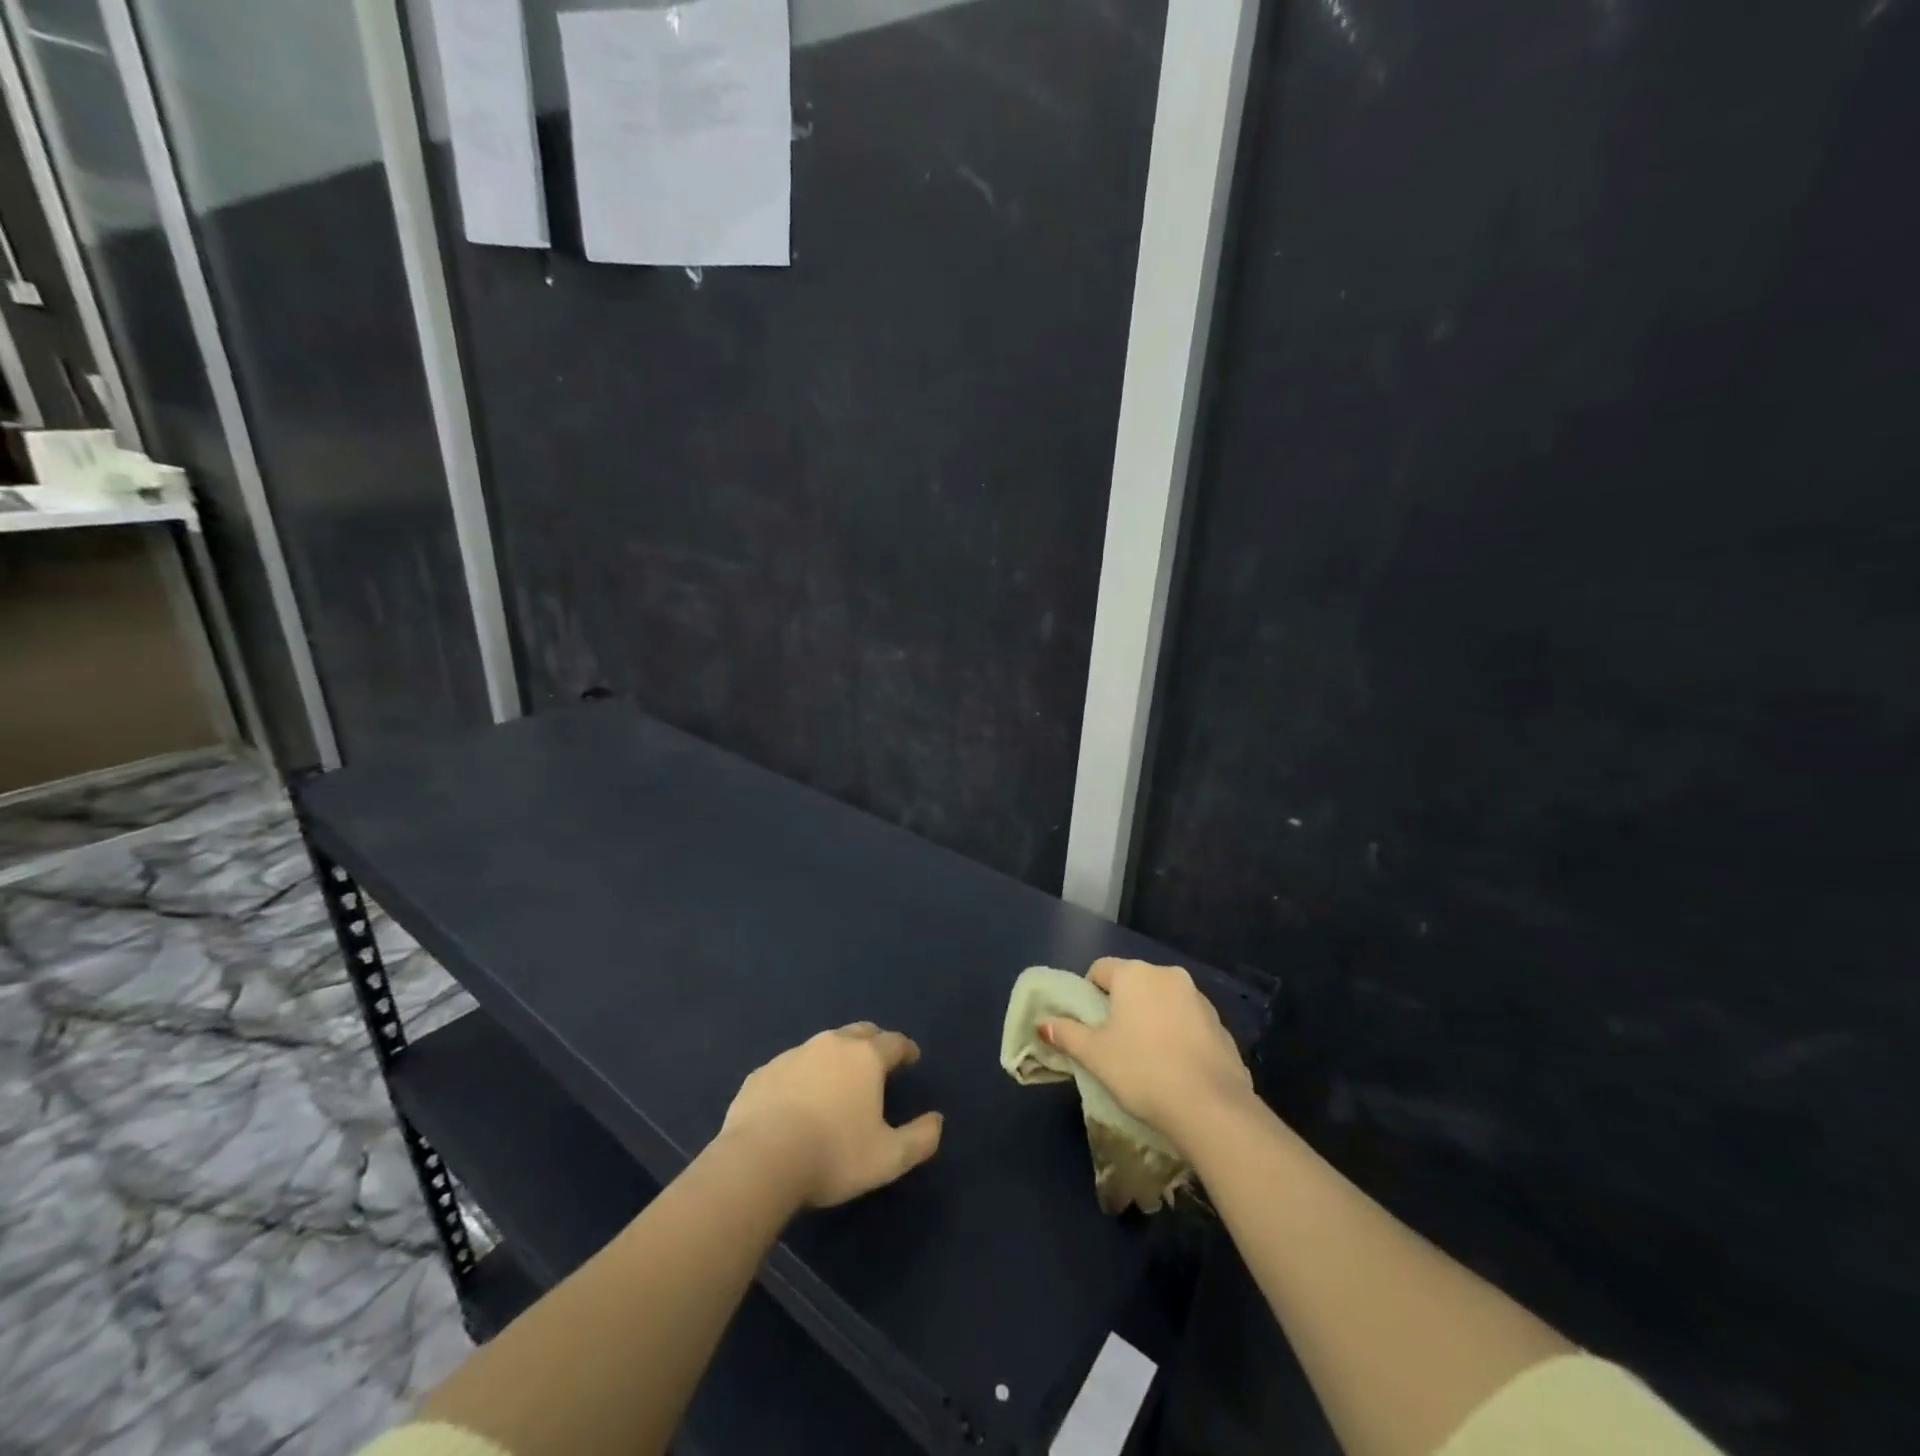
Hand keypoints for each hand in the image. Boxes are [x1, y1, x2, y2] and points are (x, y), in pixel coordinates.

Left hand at [722, 1022, 943, 1207]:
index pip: (894, 1041)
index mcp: (866, 1057)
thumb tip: (937, 1121)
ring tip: (837, 1082)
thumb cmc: (833, 1155)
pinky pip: (790, 1066)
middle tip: (877, 1061)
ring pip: (823, 1046)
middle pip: (859, 1032)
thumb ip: (920, 1138)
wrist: (760, 1160)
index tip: (911, 1058)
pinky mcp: (763, 1072)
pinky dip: (801, 1076)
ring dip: (835, 1057)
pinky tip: (797, 1099)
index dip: (906, 1048)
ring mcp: (793, 1054)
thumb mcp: (888, 1158)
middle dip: (873, 1042)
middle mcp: (831, 1044)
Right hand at [1041, 958, 1253, 1152]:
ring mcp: (1199, 998)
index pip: (1100, 969)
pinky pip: (1188, 1022)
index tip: (1088, 1024)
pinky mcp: (1221, 1025)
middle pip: (1134, 983)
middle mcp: (1167, 975)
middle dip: (1122, 1005)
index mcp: (1134, 974)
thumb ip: (1067, 1034)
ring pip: (1163, 1000)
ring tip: (1146, 1057)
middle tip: (1113, 1041)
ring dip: (1152, 1018)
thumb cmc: (1141, 1070)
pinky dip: (1178, 1035)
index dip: (1089, 993)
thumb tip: (1043, 1023)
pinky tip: (1175, 1067)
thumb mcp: (1094, 1054)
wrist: (1211, 1107)